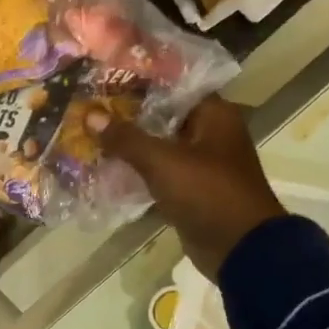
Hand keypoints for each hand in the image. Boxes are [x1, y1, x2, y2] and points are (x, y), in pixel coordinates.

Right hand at [89, 96, 285, 279]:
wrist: (240, 249)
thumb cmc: (208, 193)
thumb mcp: (163, 162)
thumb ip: (126, 138)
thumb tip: (90, 115)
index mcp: (214, 115)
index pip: (172, 85)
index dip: (138, 81)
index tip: (103, 79)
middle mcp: (210, 133)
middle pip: (162, 115)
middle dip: (126, 115)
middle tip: (88, 108)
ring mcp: (201, 163)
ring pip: (158, 145)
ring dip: (128, 144)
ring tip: (90, 135)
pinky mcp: (191, 190)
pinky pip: (158, 173)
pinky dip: (136, 170)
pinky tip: (105, 168)